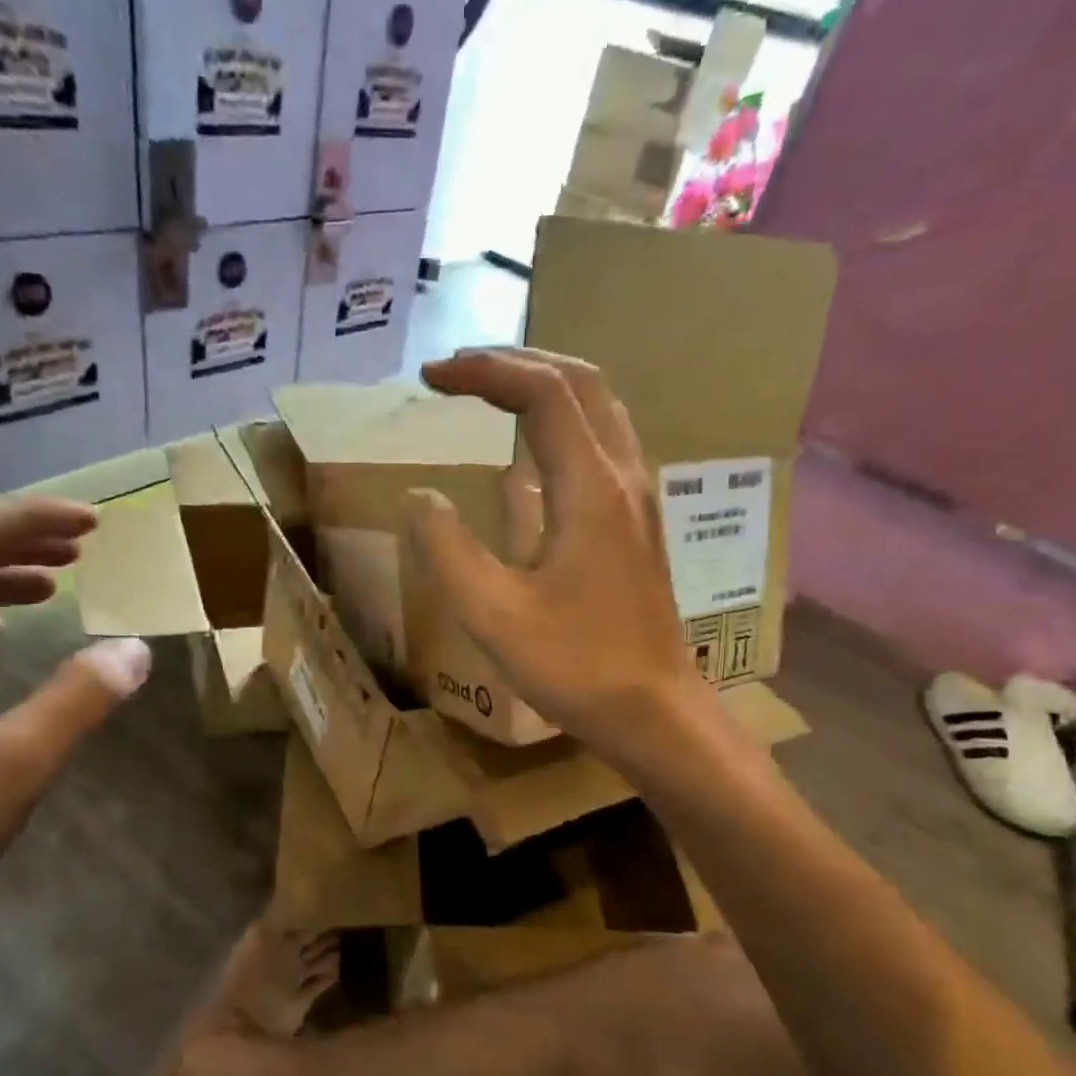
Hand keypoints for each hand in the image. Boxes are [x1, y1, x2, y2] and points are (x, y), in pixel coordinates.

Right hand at [405, 349, 703, 769]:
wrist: (655, 712)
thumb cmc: (576, 667)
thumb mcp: (494, 615)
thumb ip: (449, 549)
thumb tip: (420, 496)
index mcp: (590, 488)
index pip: (541, 392)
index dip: (483, 371)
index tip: (430, 378)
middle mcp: (623, 477)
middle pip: (579, 382)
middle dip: (515, 363)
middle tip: (458, 372)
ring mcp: (639, 498)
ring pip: (600, 408)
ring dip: (545, 385)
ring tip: (491, 393)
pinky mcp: (640, 523)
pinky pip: (605, 442)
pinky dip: (564, 421)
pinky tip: (534, 451)